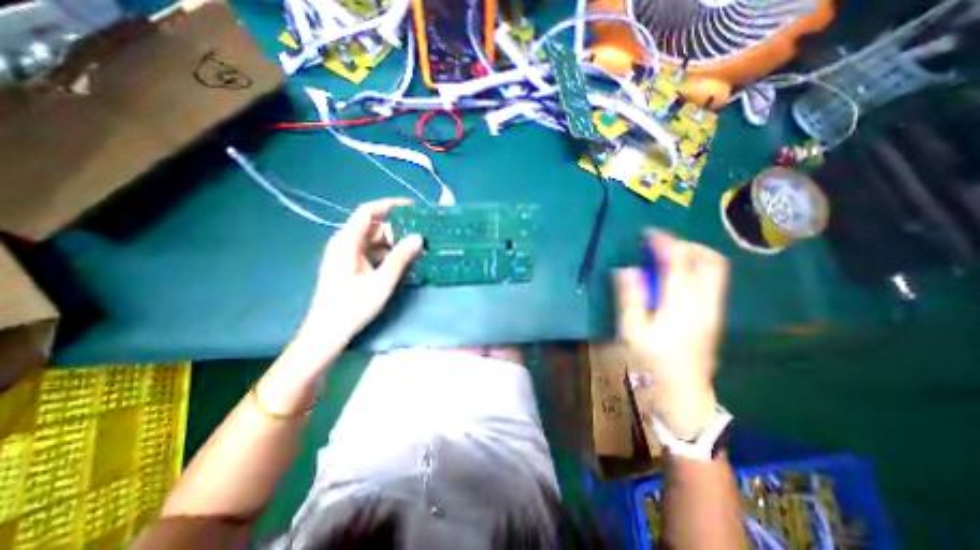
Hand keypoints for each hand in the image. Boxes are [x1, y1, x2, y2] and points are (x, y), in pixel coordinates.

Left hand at [296, 200, 422, 347]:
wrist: (327, 332)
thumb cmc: (353, 306)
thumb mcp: (382, 281)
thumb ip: (401, 257)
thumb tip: (418, 237)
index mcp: (347, 241)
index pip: (368, 212)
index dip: (389, 206)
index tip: (412, 208)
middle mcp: (345, 243)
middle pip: (374, 227)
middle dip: (397, 231)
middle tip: (420, 239)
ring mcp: (346, 255)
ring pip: (374, 241)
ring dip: (394, 245)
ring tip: (416, 251)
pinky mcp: (350, 266)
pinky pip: (371, 252)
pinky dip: (387, 255)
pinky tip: (402, 263)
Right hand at [618, 229, 725, 435]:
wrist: (683, 391)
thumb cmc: (651, 361)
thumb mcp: (631, 331)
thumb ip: (629, 298)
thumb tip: (626, 269)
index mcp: (680, 306)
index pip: (678, 262)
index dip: (664, 242)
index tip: (648, 234)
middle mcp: (704, 303)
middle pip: (709, 261)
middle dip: (686, 244)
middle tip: (663, 243)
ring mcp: (714, 309)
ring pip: (715, 269)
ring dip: (694, 254)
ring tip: (670, 254)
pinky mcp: (715, 315)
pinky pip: (713, 279)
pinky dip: (697, 267)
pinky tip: (678, 274)